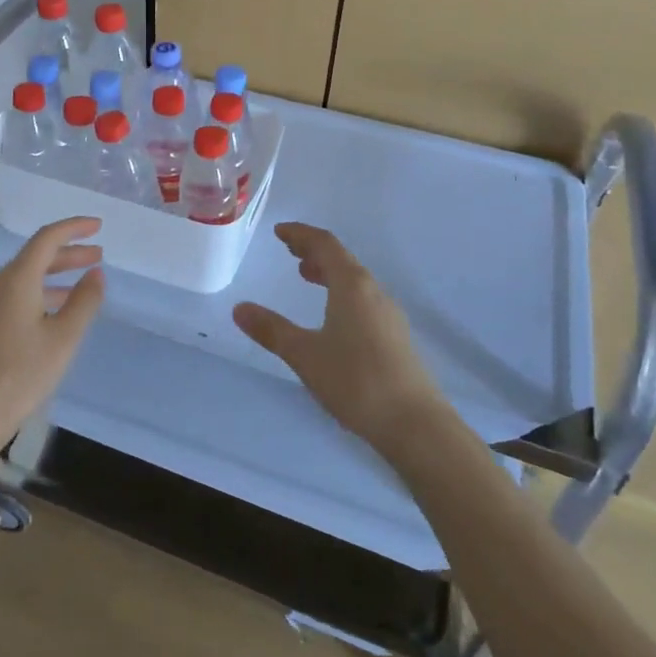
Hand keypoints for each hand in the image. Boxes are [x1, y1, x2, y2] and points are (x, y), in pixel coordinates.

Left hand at [0, 217, 105, 465]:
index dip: (74, 228)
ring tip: (83, 282)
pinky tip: (54, 312)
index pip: (46, 238)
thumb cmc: (19, 376)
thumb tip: (96, 272)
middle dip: (68, 253)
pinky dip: (39, 293)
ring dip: (54, 275)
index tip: (98, 226)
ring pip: (24, 278)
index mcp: (16, 280)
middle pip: (34, 257)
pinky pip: (14, 296)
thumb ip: (84, 301)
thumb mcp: (63, 339)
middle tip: (98, 256)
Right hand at [232, 223, 450, 449]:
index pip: (325, 244)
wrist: (415, 425)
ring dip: (329, 272)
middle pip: (342, 259)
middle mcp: (373, 292)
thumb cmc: (356, 381)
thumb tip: (240, 308)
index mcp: (352, 286)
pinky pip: (363, 299)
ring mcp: (388, 315)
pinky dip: (341, 292)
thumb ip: (272, 330)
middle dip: (314, 251)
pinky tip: (332, 315)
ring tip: (307, 277)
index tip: (279, 232)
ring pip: (355, 280)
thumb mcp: (304, 355)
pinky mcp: (395, 337)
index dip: (301, 234)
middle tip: (290, 252)